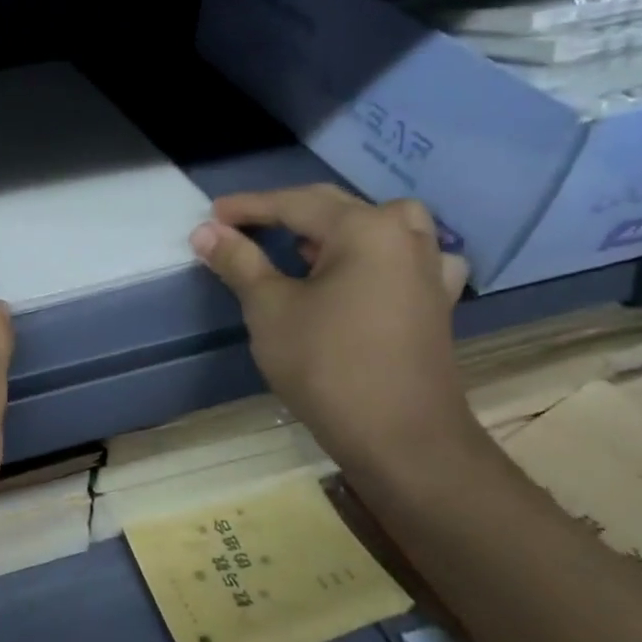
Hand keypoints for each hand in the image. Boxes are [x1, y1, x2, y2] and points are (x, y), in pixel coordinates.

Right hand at [189, 186, 475, 475]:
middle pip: (336, 208)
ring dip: (336, 228)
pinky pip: (405, 258)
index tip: (210, 215)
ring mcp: (428, 269)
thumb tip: (205, 231)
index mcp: (366, 230)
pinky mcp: (435, 301)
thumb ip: (239, 262)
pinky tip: (364, 274)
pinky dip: (377, 255)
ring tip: (303, 247)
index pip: (295, 204)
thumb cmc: (327, 365)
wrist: (400, 437)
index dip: (248, 208)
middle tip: (241, 227)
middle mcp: (405, 237)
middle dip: (285, 213)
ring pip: (379, 226)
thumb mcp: (270, 309)